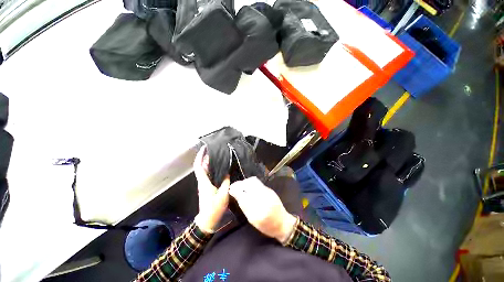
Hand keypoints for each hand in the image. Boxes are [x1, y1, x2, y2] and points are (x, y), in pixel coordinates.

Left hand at [193, 147, 229, 233]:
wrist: (207, 220)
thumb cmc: (214, 208)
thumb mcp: (223, 194)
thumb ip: (226, 181)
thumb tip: (227, 172)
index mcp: (204, 182)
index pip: (199, 166)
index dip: (200, 156)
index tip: (204, 148)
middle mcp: (202, 181)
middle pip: (201, 166)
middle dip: (206, 157)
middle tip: (215, 150)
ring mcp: (204, 185)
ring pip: (205, 170)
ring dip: (209, 162)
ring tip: (218, 156)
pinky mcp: (206, 187)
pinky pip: (208, 175)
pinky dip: (212, 169)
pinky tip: (219, 168)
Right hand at [229, 177, 296, 242]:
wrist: (283, 222)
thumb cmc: (267, 226)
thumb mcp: (253, 221)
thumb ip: (244, 207)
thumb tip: (236, 195)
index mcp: (258, 212)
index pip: (243, 196)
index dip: (235, 191)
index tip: (230, 189)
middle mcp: (263, 199)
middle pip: (248, 185)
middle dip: (239, 184)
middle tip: (234, 186)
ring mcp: (268, 192)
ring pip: (253, 181)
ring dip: (244, 182)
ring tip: (240, 185)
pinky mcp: (269, 189)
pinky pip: (257, 182)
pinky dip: (250, 182)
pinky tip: (248, 186)